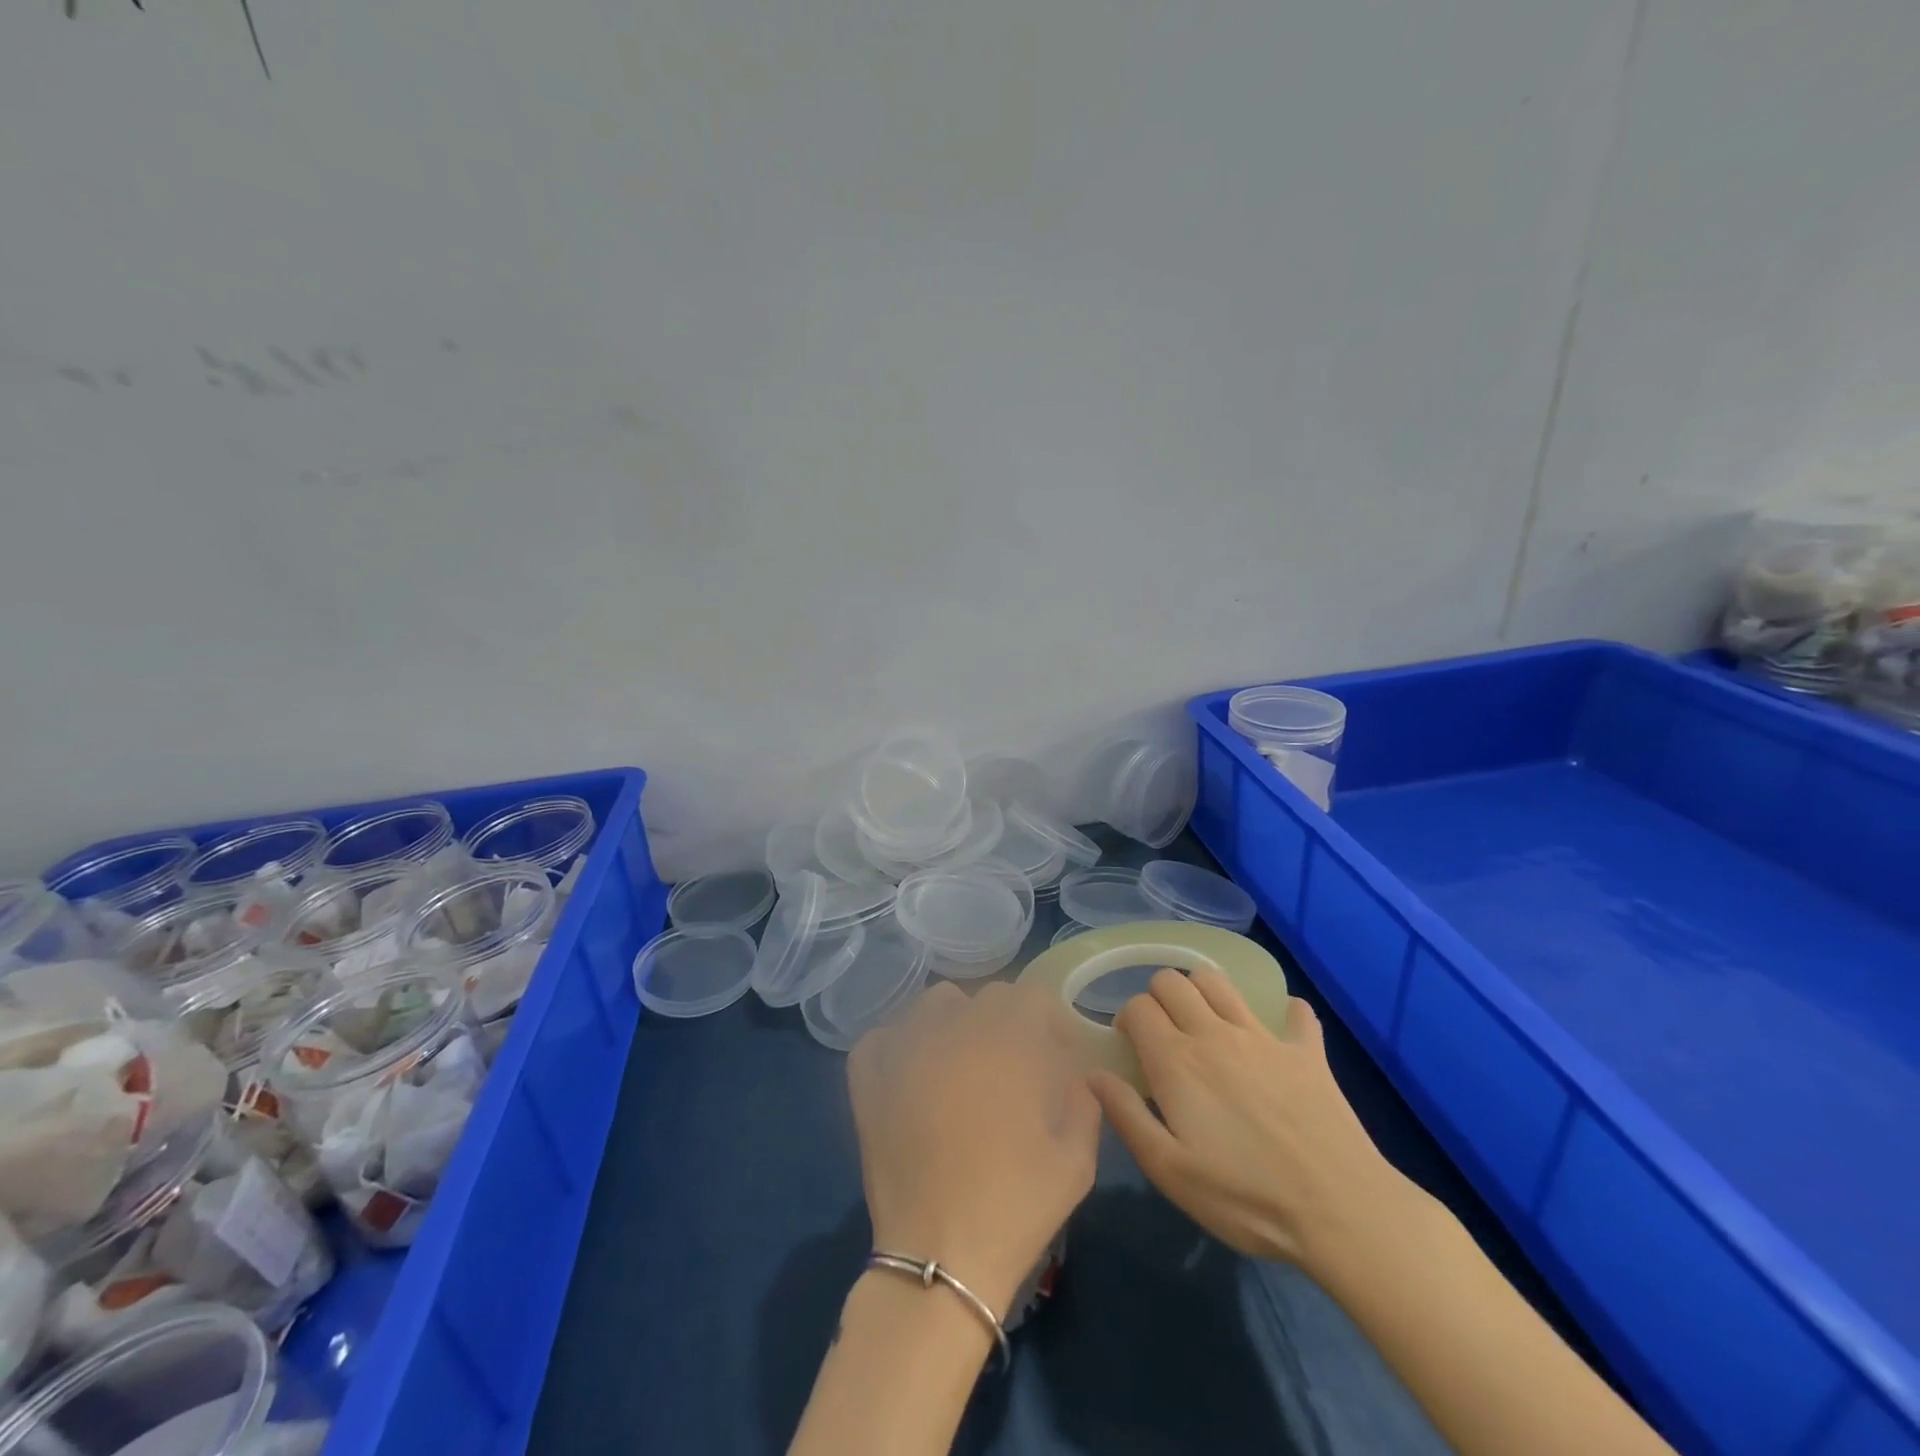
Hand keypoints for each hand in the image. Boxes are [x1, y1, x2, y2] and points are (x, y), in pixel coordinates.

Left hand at [847, 980, 1100, 1318]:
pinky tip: (912, 1074)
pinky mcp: (869, 1076)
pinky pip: (883, 1037)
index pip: (1031, 997)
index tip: (1055, 1056)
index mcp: (1008, 1042)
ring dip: (956, 1023)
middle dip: (1008, 1024)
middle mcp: (954, 1029)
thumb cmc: (1016, 1205)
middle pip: (986, 998)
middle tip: (1012, 1068)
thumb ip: (1084, 1100)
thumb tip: (1071, 1072)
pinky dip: (899, 1045)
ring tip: (962, 1067)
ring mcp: (905, 1048)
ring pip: (935, 1005)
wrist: (941, 1257)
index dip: (1049, 1022)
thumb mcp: (1078, 1158)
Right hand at [1089, 969, 1406, 1273]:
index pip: (1138, 1006)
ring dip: (1203, 989)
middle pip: (1173, 980)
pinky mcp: (1306, 1051)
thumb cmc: (1245, 1197)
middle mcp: (1214, 1033)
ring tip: (1205, 1022)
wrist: (1341, 1211)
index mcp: (1177, 1060)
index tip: (1132, 1047)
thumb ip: (1126, 1116)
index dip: (1127, 1019)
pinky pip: (1294, 1013)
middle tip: (1163, 1033)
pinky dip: (1283, 1014)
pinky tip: (1278, 1034)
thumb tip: (1094, 1075)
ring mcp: (1263, 1037)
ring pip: (1220, 981)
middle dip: (1158, 995)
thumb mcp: (1170, 1171)